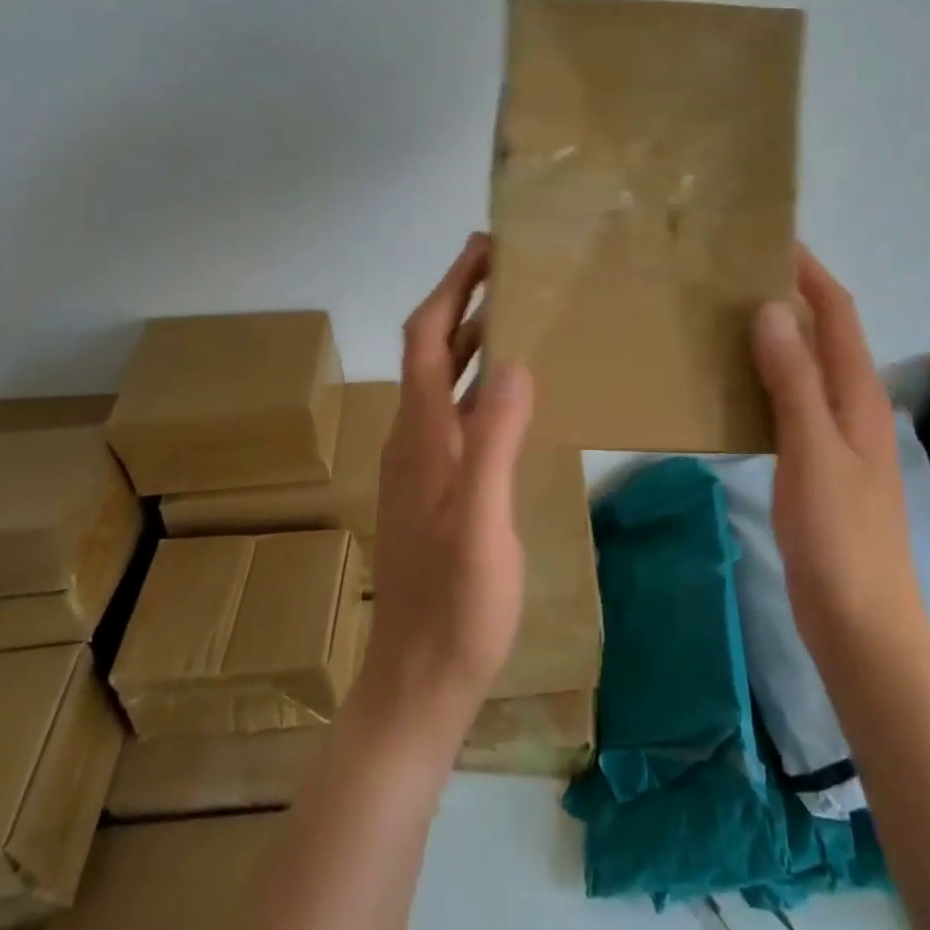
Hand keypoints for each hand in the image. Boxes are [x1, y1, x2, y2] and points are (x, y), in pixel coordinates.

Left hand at [358, 233, 533, 743]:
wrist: (419, 681)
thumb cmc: (456, 604)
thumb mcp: (484, 522)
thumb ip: (496, 441)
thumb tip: (515, 362)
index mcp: (423, 434)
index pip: (428, 338)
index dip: (450, 289)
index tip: (481, 248)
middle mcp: (415, 436)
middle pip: (431, 349)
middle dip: (461, 300)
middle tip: (504, 264)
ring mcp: (423, 463)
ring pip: (443, 380)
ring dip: (471, 337)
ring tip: (512, 309)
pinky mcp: (437, 485)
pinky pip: (456, 410)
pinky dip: (479, 379)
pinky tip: (509, 388)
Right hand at [752, 244, 925, 664]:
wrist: (862, 625)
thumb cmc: (840, 536)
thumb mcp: (813, 452)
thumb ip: (794, 380)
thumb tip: (770, 310)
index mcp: (858, 394)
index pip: (838, 313)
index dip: (810, 272)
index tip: (770, 240)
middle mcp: (852, 405)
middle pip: (822, 334)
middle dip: (786, 297)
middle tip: (730, 275)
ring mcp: (836, 435)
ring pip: (803, 367)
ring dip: (772, 337)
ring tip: (721, 317)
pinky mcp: (817, 462)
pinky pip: (789, 401)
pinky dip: (764, 378)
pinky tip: (730, 383)